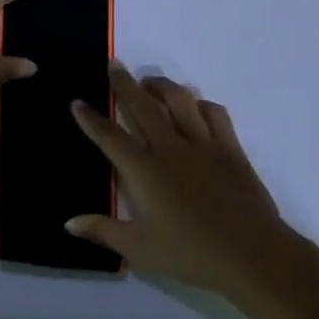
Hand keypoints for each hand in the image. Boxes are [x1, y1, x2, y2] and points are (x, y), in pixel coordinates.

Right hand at [66, 64, 312, 304]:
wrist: (249, 252)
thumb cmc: (189, 253)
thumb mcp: (139, 249)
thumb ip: (103, 231)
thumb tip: (69, 223)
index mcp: (143, 170)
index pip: (110, 137)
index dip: (91, 119)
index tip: (77, 102)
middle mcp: (169, 148)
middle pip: (142, 106)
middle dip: (124, 84)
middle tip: (114, 65)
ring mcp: (202, 144)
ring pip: (179, 100)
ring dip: (162, 86)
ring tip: (151, 81)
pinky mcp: (229, 148)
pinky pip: (214, 114)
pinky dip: (201, 104)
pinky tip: (195, 105)